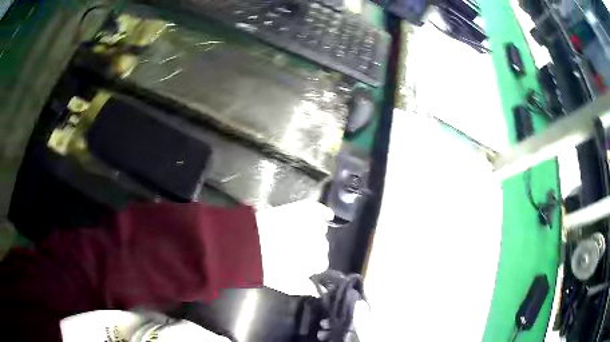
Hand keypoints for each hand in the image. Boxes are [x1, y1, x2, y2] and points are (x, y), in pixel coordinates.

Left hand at [255, 200, 333, 295]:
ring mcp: (311, 225)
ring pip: (321, 229)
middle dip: (312, 249)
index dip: (311, 264)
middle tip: (296, 250)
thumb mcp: (286, 285)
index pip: (322, 263)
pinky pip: (318, 209)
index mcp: (317, 262)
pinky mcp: (302, 210)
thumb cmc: (266, 267)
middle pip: (322, 246)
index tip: (301, 264)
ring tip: (299, 235)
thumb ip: (305, 288)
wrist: (246, 244)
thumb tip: (317, 290)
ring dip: (315, 233)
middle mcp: (320, 243)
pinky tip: (327, 216)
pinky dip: (322, 212)